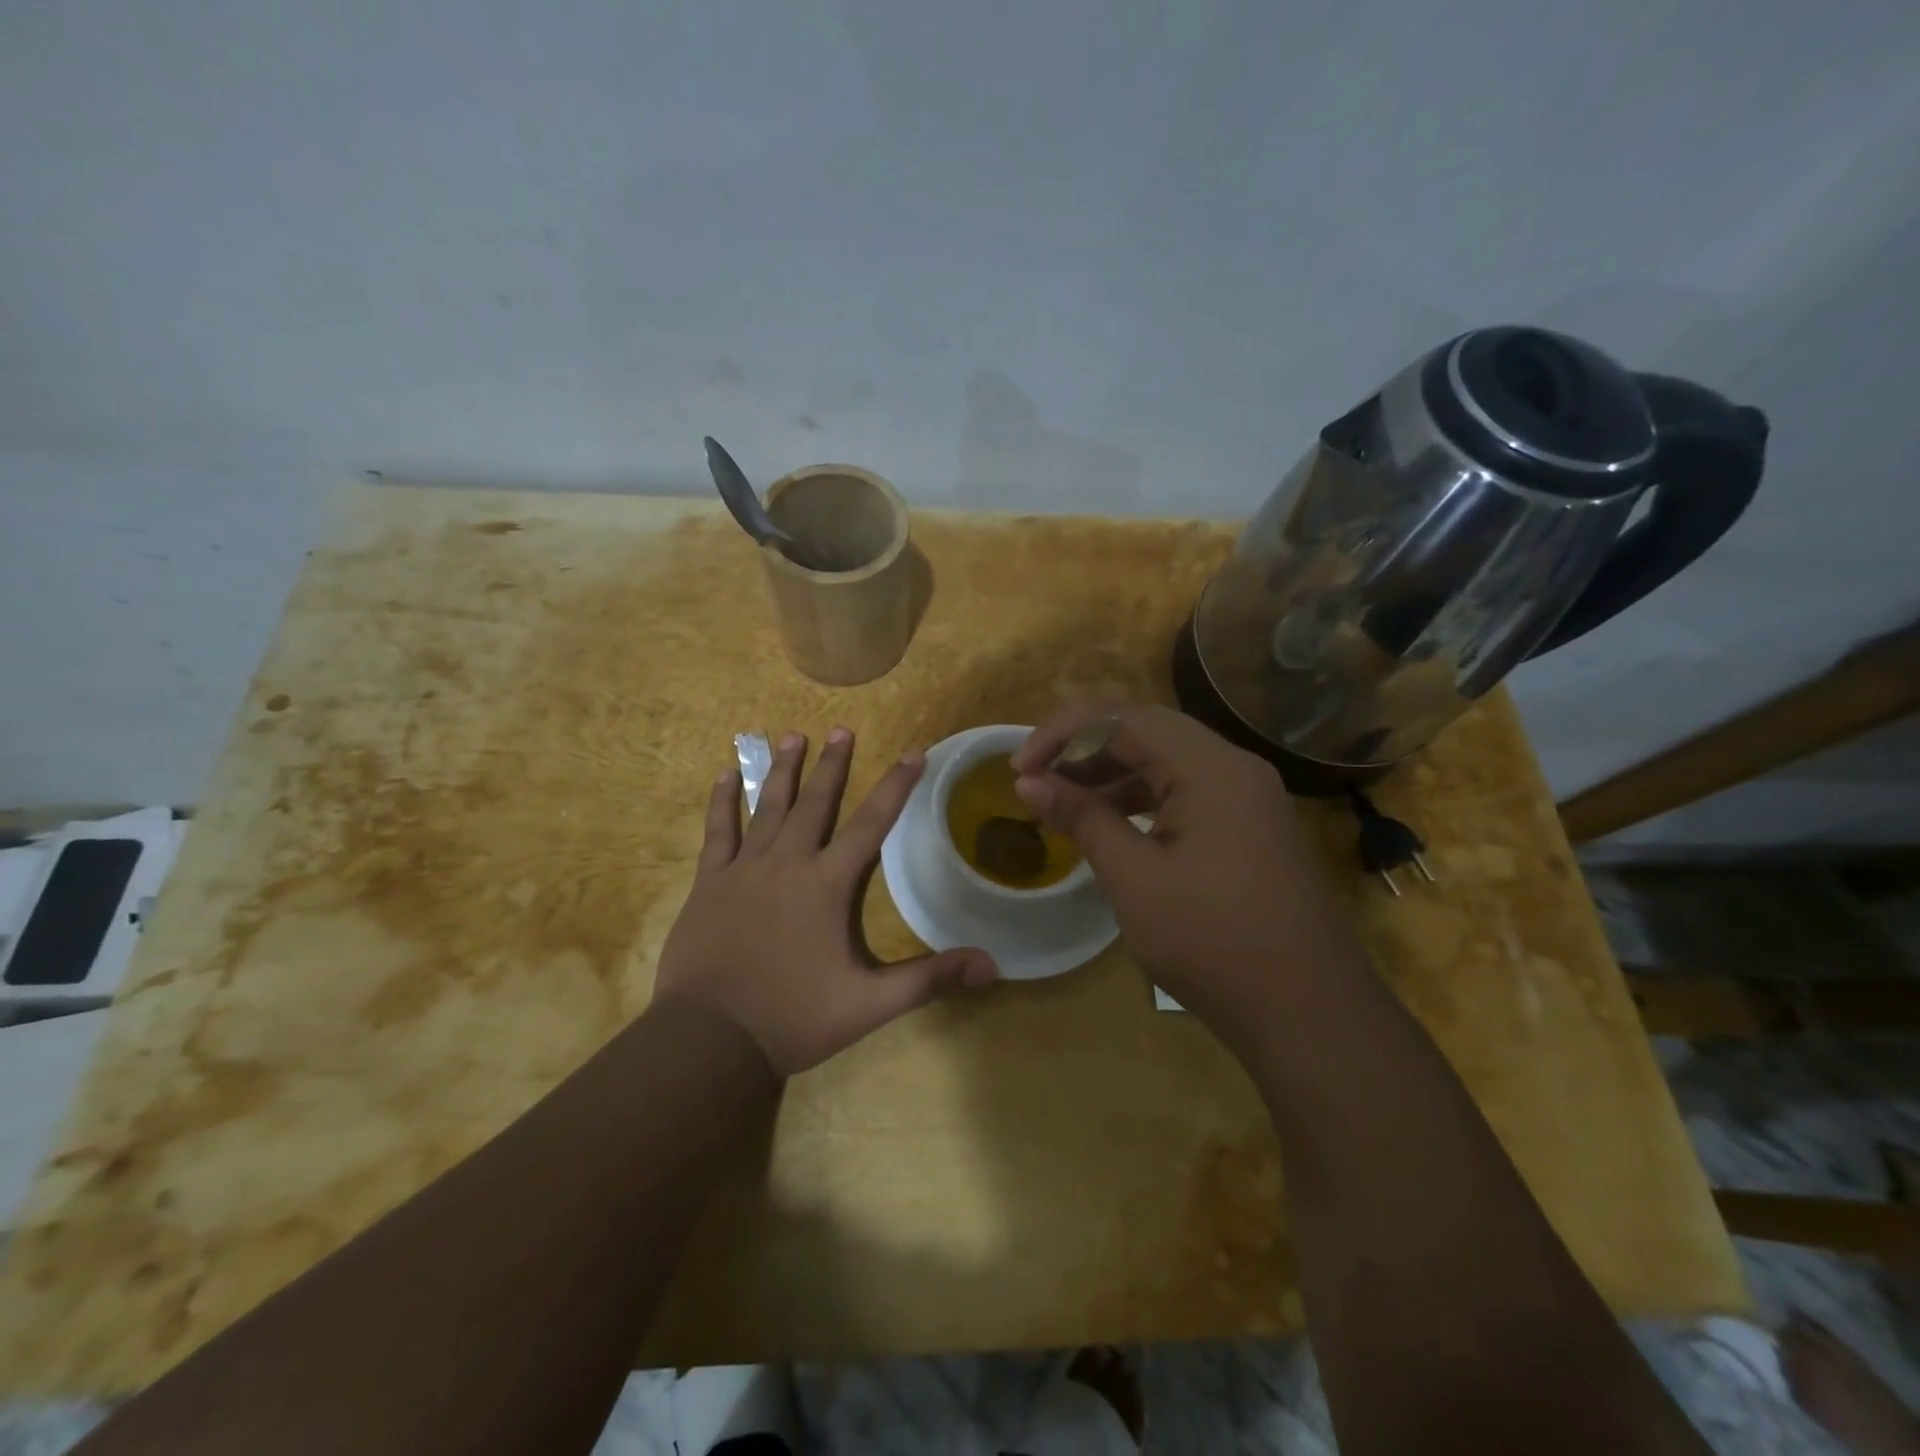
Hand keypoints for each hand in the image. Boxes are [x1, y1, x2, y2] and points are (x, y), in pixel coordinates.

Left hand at [654, 728, 997, 1075]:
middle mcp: (787, 864)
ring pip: (767, 808)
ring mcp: (743, 870)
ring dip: (781, 770)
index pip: (871, 824)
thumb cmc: (793, 1018)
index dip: (896, 787)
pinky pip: (717, 832)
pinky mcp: (708, 884)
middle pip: (816, 803)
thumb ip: (930, 980)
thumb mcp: (870, 1004)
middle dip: (833, 765)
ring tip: (792, 736)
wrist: (710, 1040)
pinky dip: (722, 802)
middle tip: (842, 729)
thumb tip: (992, 965)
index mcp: (827, 885)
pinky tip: (723, 775)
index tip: (913, 752)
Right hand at [1011, 705, 1362, 1037]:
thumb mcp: (1134, 878)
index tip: (1018, 769)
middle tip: (1037, 778)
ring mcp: (1248, 798)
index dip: (1062, 735)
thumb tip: (1029, 783)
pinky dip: (1142, 799)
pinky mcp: (1250, 828)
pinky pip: (1187, 793)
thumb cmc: (1213, 942)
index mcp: (1210, 767)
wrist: (1310, 1014)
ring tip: (1063, 802)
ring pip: (1167, 761)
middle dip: (1084, 748)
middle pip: (1146, 731)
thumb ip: (1082, 818)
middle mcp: (1234, 768)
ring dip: (1111, 774)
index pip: (1122, 720)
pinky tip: (1111, 824)